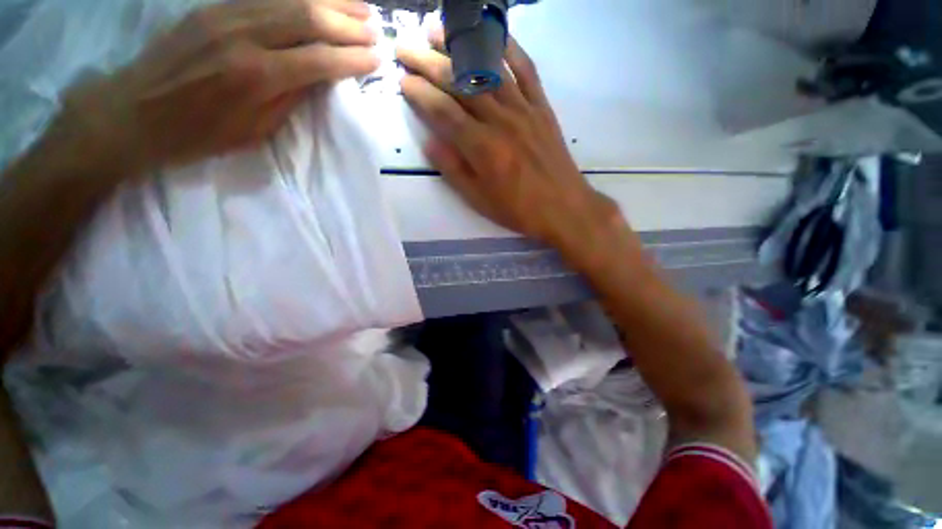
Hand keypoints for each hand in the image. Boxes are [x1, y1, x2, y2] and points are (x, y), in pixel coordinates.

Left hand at [56, 0, 379, 175]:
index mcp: (258, 77)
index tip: (376, 59)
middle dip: (348, 24)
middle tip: (375, 30)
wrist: (135, 112)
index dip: (353, 58)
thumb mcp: (256, 129)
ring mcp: (226, 14)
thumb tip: (321, 78)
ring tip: (359, 8)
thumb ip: (292, 98)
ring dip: (331, 2)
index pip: (320, 60)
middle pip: (309, 18)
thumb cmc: (200, 133)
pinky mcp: (214, 7)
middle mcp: (245, 37)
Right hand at [396, 32, 617, 246]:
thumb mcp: (479, 200)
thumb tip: (429, 143)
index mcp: (482, 148)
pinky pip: (526, 69)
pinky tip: (493, 34)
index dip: (420, 94)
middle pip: (460, 84)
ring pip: (488, 70)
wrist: (562, 207)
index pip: (443, 111)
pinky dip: (509, 48)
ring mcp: (523, 109)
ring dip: (461, 46)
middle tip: (405, 47)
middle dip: (428, 62)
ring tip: (437, 29)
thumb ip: (453, 170)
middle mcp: (500, 121)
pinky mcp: (542, 107)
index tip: (402, 81)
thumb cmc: (518, 209)